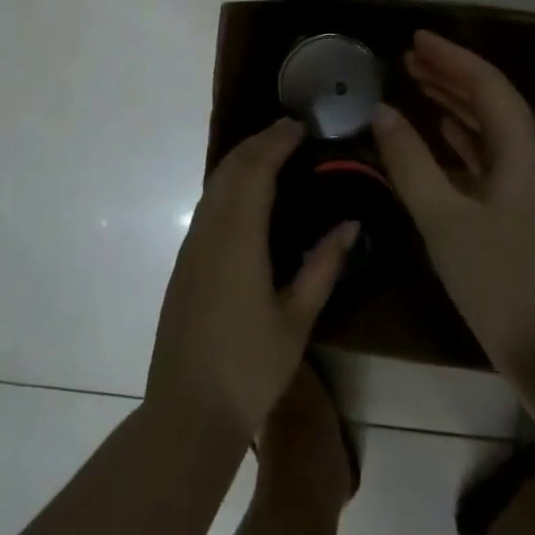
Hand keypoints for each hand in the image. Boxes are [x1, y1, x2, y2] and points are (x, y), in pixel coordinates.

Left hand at [147, 120, 358, 441]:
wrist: (188, 410)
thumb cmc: (250, 367)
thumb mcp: (297, 319)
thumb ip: (323, 266)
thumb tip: (350, 224)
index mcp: (238, 239)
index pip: (256, 172)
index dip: (276, 142)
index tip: (299, 125)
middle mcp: (209, 232)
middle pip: (229, 170)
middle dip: (257, 143)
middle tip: (288, 131)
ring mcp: (192, 248)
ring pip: (214, 187)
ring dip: (241, 162)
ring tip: (271, 154)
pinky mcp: (185, 264)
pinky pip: (208, 207)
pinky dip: (229, 185)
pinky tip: (247, 197)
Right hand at [372, 31, 534, 375]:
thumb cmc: (497, 280)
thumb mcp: (442, 218)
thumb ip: (410, 161)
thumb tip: (382, 113)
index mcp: (523, 150)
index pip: (487, 84)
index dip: (451, 57)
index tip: (414, 38)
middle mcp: (533, 158)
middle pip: (492, 101)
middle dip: (451, 74)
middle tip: (408, 57)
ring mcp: (531, 185)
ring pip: (492, 128)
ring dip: (456, 103)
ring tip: (417, 83)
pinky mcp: (523, 209)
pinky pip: (491, 156)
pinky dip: (464, 138)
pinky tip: (441, 133)